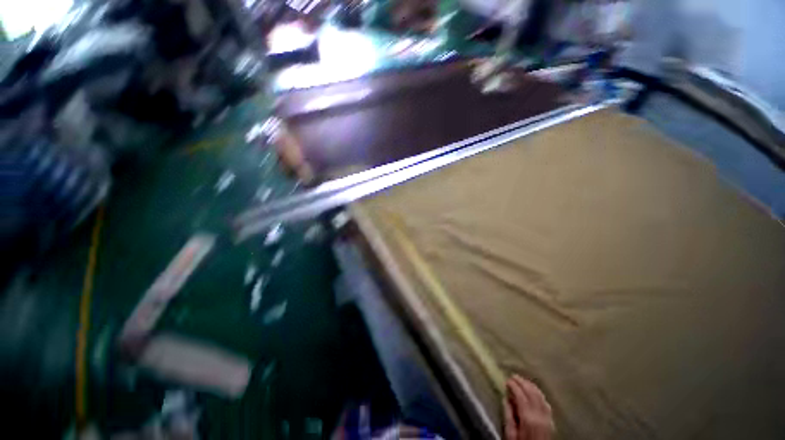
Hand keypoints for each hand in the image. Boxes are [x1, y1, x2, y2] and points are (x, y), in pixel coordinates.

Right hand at [503, 375, 554, 439]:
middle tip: (513, 376)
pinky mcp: (551, 421)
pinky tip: (534, 391)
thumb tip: (505, 398)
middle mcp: (539, 415)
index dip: (514, 385)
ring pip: (540, 396)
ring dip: (530, 385)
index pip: (521, 395)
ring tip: (522, 380)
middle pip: (531, 393)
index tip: (507, 380)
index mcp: (528, 418)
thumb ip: (508, 416)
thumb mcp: (510, 434)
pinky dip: (538, 393)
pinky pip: (546, 402)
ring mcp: (547, 418)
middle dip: (522, 382)